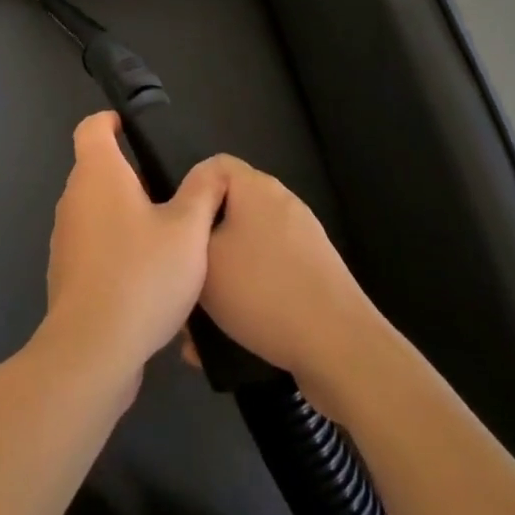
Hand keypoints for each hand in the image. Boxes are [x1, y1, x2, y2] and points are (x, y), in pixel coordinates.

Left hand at [41, 112, 228, 393]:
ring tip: (165, 236)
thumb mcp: (188, 231)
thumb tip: (212, 167)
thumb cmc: (142, 275)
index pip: (92, 127)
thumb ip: (203, 192)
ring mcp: (65, 236)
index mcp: (98, 173)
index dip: (111, 121)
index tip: (135, 131)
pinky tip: (147, 277)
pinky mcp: (65, 272)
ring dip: (124, 214)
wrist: (93, 349)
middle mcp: (74, 197)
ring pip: (95, 209)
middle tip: (170, 192)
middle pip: (96, 168)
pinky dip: (115, 247)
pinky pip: (93, 244)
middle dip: (129, 174)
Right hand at [191, 156, 383, 415]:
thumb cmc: (262, 291)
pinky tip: (226, 342)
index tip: (174, 228)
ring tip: (198, 322)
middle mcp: (282, 204)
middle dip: (202, 245)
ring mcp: (303, 241)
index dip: (187, 191)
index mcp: (256, 187)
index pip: (212, 166)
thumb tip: (187, 232)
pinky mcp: (315, 277)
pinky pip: (268, 277)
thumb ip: (185, 237)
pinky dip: (247, 300)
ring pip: (245, 251)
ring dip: (221, 281)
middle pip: (228, 211)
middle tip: (182, 275)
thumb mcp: (204, 259)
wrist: (341, 349)